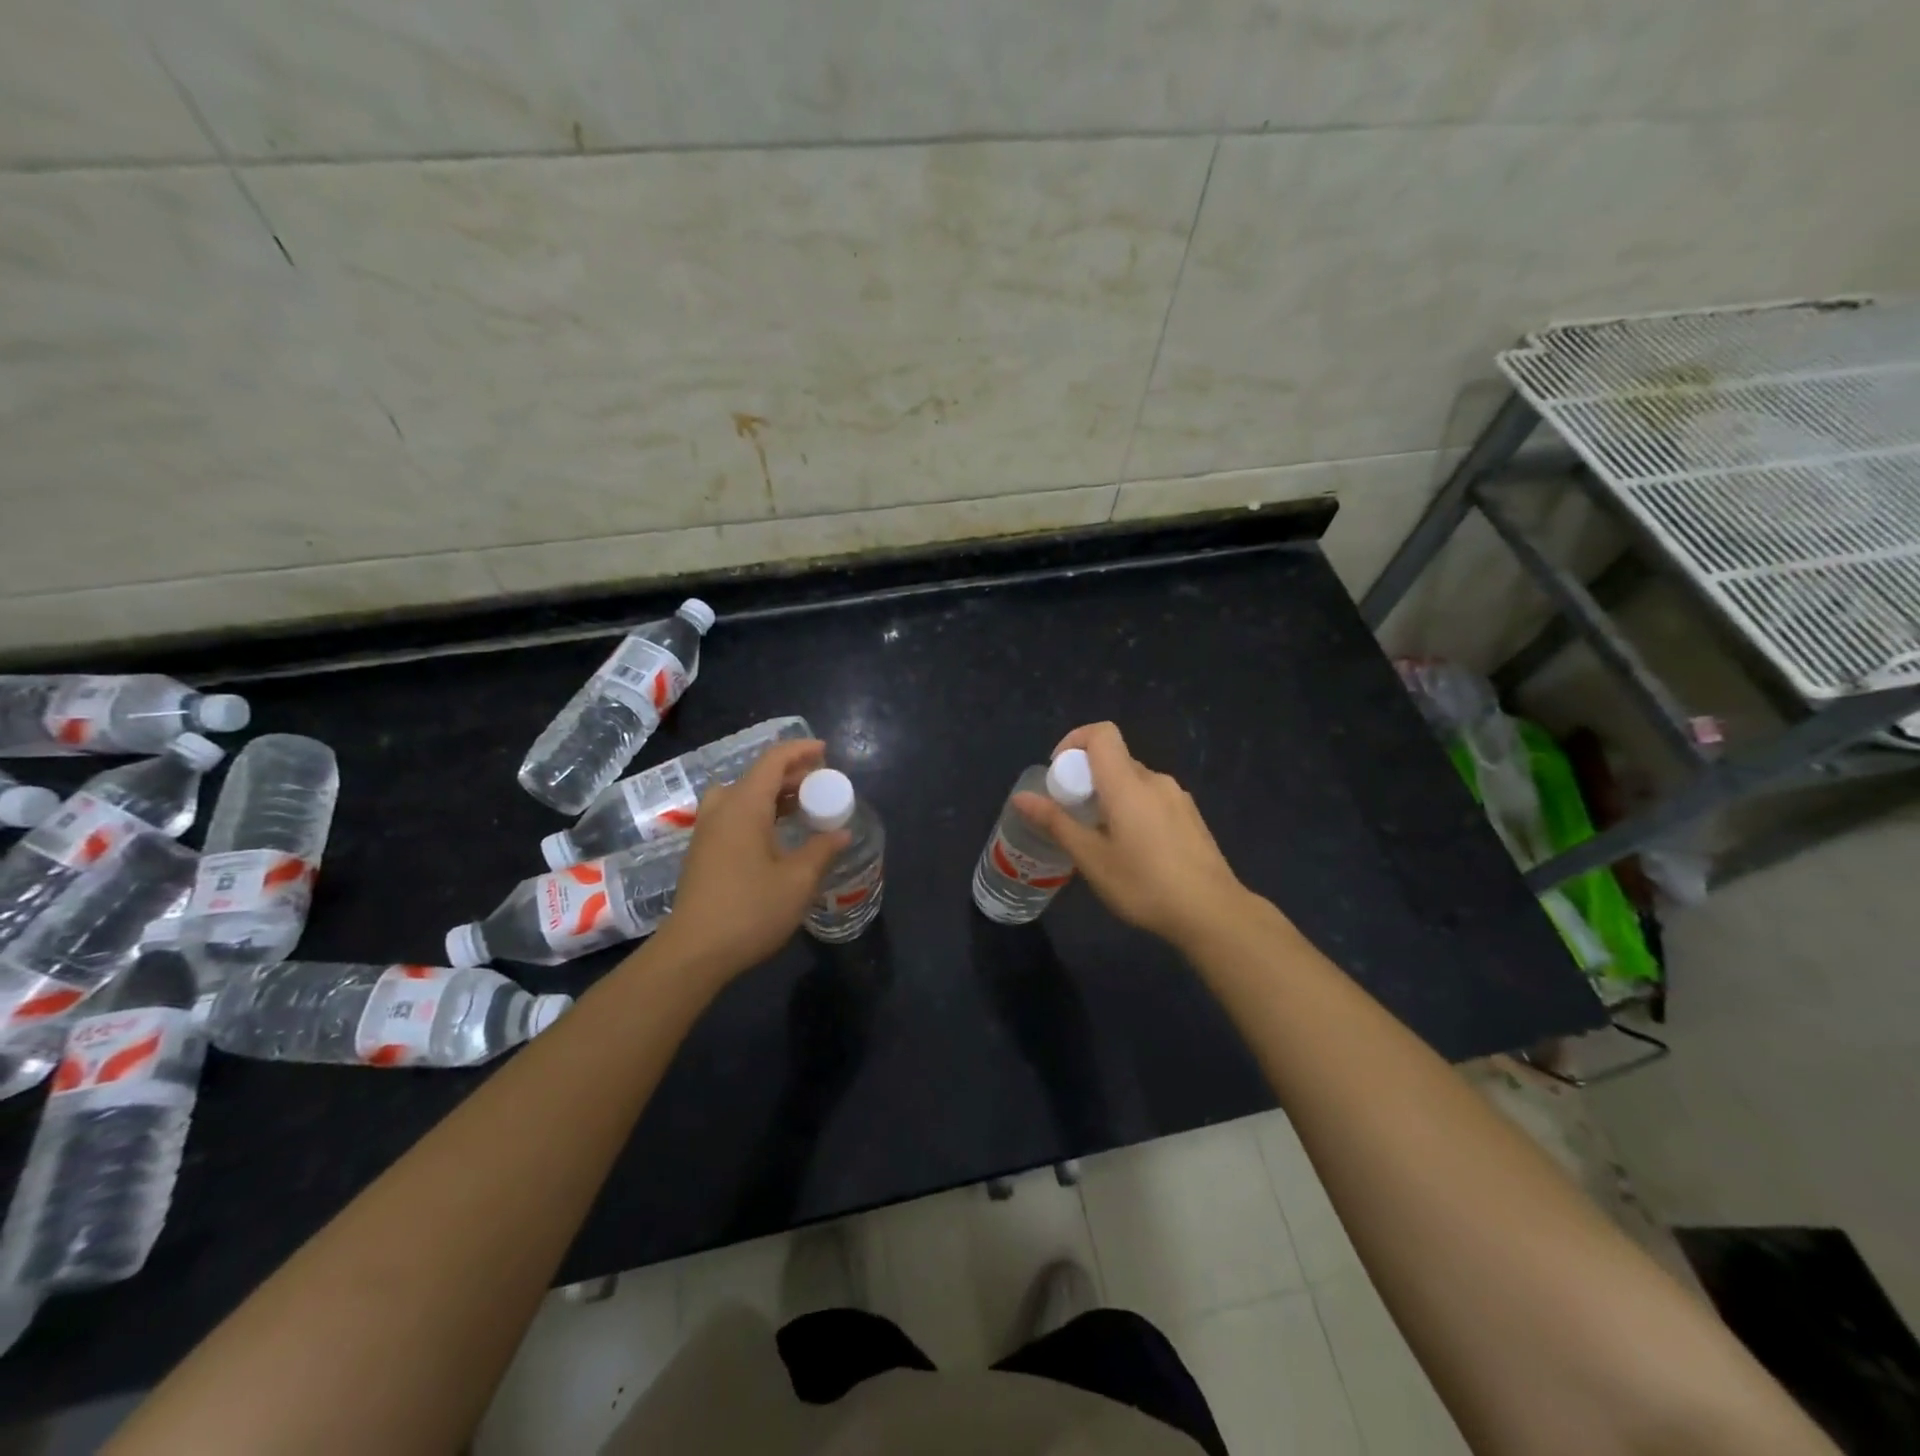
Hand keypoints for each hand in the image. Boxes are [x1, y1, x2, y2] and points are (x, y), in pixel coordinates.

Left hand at [646, 739, 849, 980]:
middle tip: (820, 786)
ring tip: (799, 808)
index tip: (825, 751)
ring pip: (741, 796)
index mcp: (744, 806)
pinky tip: (775, 836)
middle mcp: (721, 810)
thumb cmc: (749, 911)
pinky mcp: (702, 852)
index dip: (800, 750)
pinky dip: (757, 812)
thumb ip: (821, 851)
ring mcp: (707, 832)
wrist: (693, 953)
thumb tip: (841, 833)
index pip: (773, 761)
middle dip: (790, 774)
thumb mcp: (797, 881)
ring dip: (772, 794)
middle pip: (756, 776)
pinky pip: (732, 815)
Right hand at [1013, 722, 1250, 950]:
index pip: (1101, 733)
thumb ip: (1056, 822)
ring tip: (1101, 839)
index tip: (1059, 775)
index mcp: (1128, 783)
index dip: (1074, 741)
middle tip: (1073, 817)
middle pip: (1114, 759)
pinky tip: (1133, 851)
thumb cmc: (1144, 884)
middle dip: (1087, 779)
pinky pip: (1152, 798)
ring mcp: (1177, 797)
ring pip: (1134, 781)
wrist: (1212, 912)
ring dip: (1110, 797)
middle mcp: (1155, 780)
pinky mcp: (1190, 816)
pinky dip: (1133, 809)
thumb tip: (1020, 797)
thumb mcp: (1092, 858)